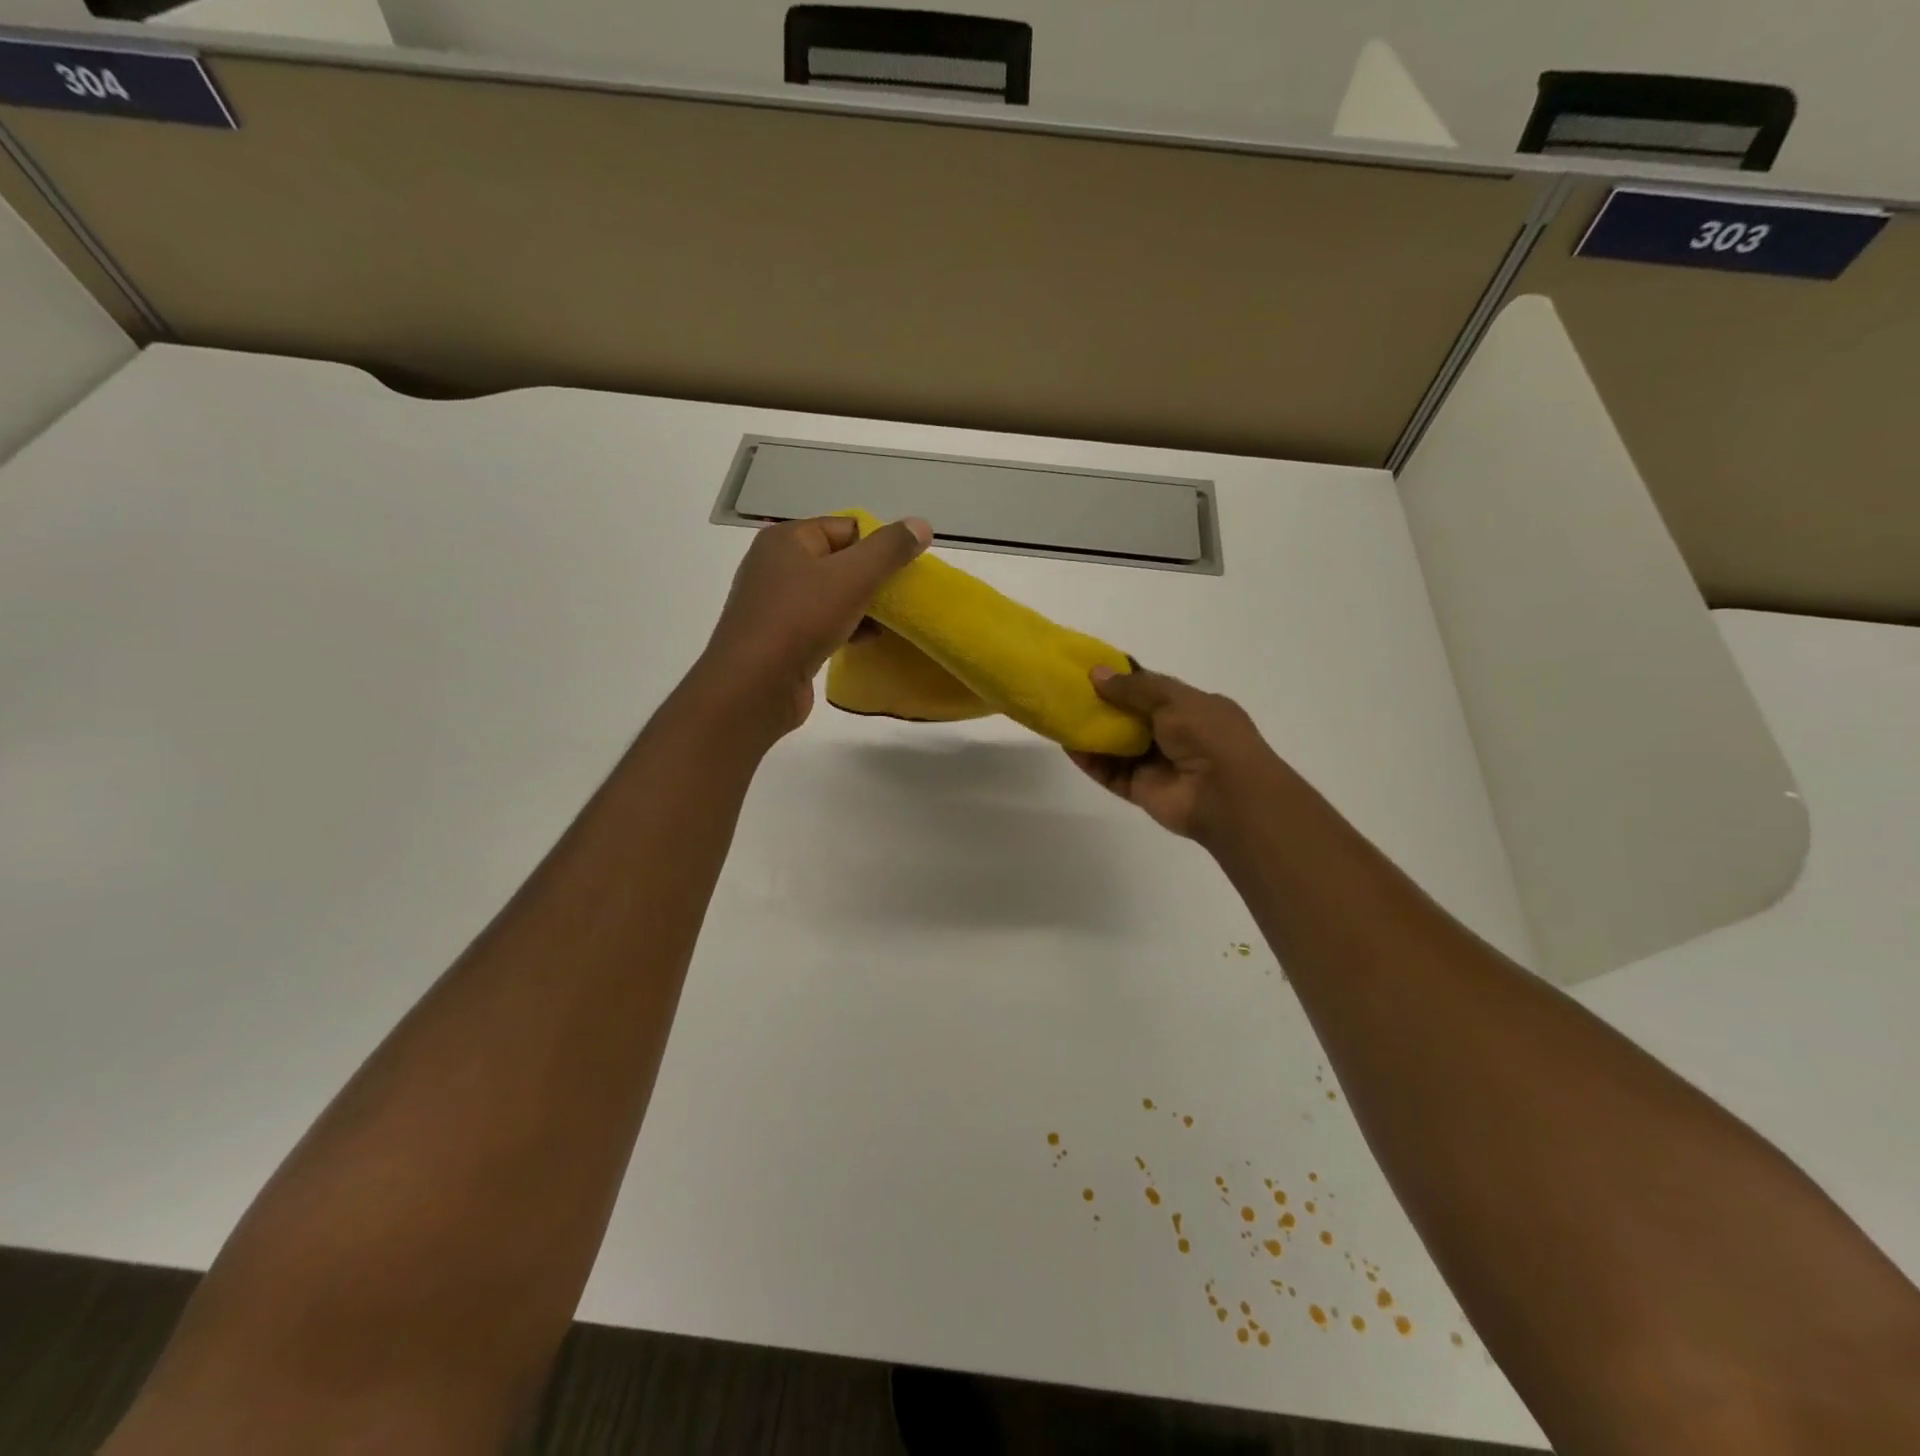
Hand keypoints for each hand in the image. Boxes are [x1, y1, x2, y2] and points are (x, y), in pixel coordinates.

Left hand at [698, 514, 931, 738]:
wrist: (754, 687)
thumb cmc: (801, 620)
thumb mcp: (853, 577)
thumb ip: (889, 549)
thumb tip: (920, 524)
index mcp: (786, 540)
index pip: (846, 528)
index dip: (879, 546)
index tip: (905, 571)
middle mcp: (776, 566)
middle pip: (840, 561)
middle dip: (873, 578)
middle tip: (902, 597)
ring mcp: (775, 605)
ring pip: (832, 595)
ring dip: (863, 607)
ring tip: (892, 622)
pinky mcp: (780, 639)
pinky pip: (822, 624)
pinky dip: (846, 629)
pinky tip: (867, 641)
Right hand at [1068, 666, 1286, 843]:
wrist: (1227, 796)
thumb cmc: (1209, 737)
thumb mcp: (1174, 700)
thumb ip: (1134, 687)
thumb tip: (1095, 672)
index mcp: (1192, 708)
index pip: (1152, 690)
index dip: (1123, 679)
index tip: (1091, 670)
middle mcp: (1174, 735)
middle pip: (1130, 717)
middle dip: (1102, 704)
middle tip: (1068, 691)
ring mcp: (1156, 764)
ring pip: (1117, 746)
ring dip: (1092, 732)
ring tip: (1060, 715)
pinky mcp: (1140, 790)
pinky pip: (1109, 773)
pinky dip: (1090, 760)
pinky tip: (1068, 745)